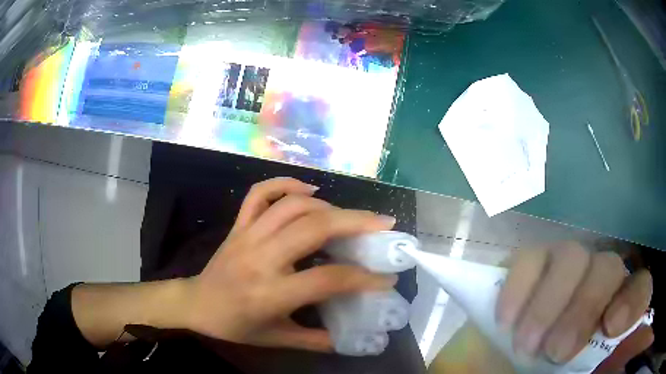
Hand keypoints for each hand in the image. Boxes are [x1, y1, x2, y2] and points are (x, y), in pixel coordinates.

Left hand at [182, 177, 397, 351]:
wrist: (196, 304)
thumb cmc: (235, 325)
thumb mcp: (276, 339)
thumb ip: (315, 341)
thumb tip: (351, 340)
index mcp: (270, 293)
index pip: (327, 279)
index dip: (363, 278)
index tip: (386, 277)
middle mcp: (260, 258)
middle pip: (314, 228)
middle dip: (356, 222)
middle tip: (383, 223)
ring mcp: (247, 235)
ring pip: (292, 206)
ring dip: (329, 205)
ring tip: (352, 216)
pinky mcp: (238, 225)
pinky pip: (260, 193)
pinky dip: (286, 184)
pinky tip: (309, 190)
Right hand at [496, 243, 651, 363]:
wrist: (501, 359)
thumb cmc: (539, 373)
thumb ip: (583, 365)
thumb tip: (585, 366)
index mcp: (612, 309)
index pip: (639, 289)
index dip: (632, 301)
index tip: (610, 327)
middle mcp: (596, 279)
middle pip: (608, 268)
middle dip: (584, 308)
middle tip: (556, 351)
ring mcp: (563, 264)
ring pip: (572, 256)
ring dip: (548, 304)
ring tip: (524, 344)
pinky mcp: (531, 260)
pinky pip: (529, 258)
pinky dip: (519, 289)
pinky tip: (505, 321)